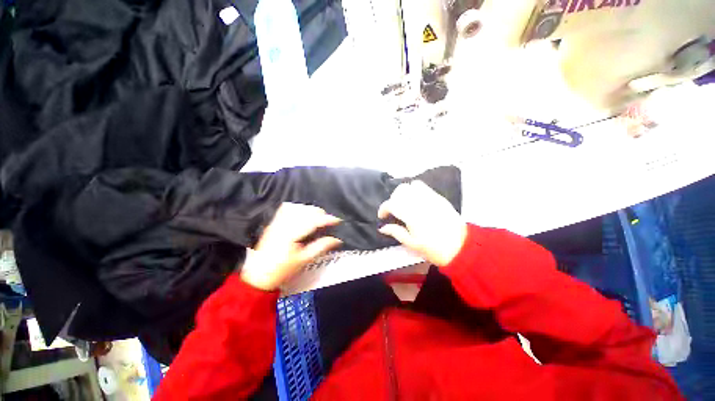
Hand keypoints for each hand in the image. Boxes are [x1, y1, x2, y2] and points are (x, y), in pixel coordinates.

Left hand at [240, 203, 341, 290]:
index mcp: (292, 234)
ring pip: (296, 207)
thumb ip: (321, 247)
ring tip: (318, 217)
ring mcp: (277, 222)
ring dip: (310, 210)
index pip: (313, 221)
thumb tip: (337, 240)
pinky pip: (286, 209)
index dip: (327, 219)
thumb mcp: (304, 259)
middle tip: (328, 221)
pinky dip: (297, 208)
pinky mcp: (273, 223)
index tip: (338, 220)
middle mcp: (283, 224)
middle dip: (320, 213)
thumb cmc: (281, 270)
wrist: (258, 275)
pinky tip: (302, 214)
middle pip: (305, 211)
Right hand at [378, 181, 466, 266]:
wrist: (461, 247)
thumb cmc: (434, 249)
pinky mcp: (439, 197)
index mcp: (411, 215)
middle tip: (394, 210)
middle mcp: (420, 202)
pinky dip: (416, 190)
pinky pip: (424, 187)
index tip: (382, 216)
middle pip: (400, 190)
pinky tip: (417, 201)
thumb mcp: (412, 244)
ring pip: (412, 185)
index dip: (383, 208)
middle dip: (393, 198)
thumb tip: (382, 227)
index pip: (392, 203)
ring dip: (405, 192)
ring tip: (405, 203)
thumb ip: (396, 232)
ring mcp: (431, 198)